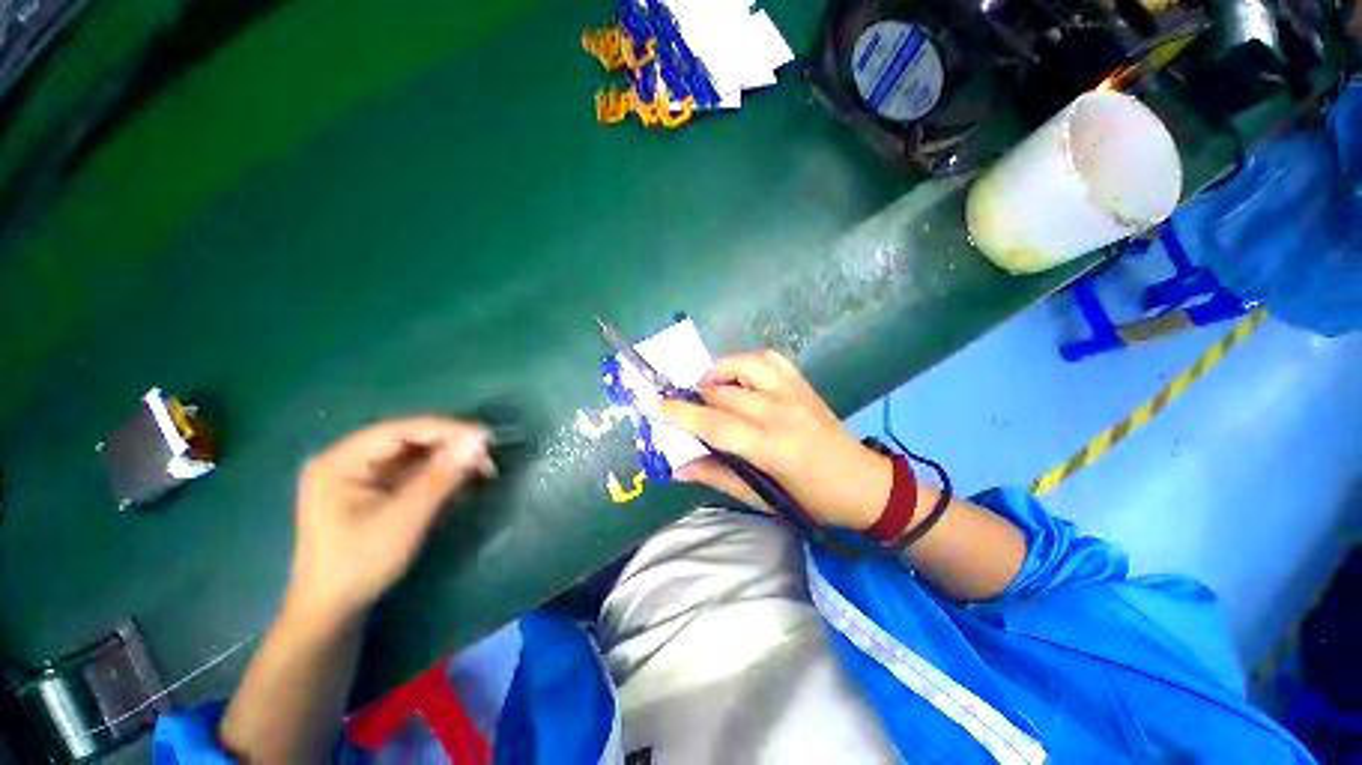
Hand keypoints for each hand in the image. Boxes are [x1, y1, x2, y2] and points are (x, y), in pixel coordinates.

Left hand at [285, 417, 494, 628]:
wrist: (333, 609)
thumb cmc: (360, 564)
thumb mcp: (405, 519)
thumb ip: (441, 476)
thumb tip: (478, 440)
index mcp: (340, 461)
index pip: (400, 430)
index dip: (446, 429)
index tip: (486, 436)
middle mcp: (347, 460)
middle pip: (408, 440)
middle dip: (450, 446)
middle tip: (488, 455)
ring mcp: (360, 475)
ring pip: (414, 455)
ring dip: (449, 460)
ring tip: (482, 468)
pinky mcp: (373, 489)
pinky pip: (411, 471)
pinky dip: (439, 474)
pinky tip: (462, 480)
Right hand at [652, 351, 892, 530]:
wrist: (864, 484)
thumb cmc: (812, 501)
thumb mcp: (762, 498)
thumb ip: (718, 477)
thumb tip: (678, 467)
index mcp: (770, 447)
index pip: (713, 423)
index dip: (677, 413)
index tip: (650, 405)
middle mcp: (780, 411)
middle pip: (722, 392)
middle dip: (694, 397)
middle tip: (684, 409)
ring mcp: (794, 392)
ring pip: (742, 365)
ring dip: (718, 374)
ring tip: (710, 390)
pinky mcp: (803, 383)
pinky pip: (769, 358)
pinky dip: (746, 362)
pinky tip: (739, 377)